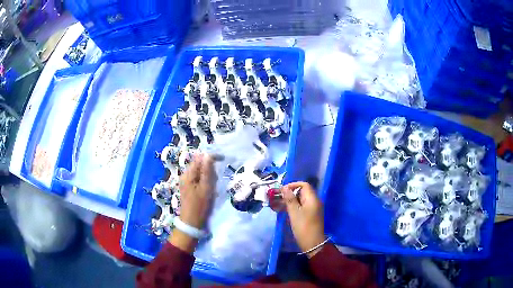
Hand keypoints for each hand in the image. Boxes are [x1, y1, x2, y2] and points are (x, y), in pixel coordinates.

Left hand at [178, 153, 216, 228]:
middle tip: (216, 181)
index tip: (223, 159)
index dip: (211, 157)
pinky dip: (205, 182)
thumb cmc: (200, 206)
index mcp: (188, 174)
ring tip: (213, 187)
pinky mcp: (188, 188)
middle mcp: (185, 175)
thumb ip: (207, 171)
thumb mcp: (206, 188)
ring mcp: (186, 182)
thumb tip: (208, 155)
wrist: (191, 223)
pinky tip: (209, 190)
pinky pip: (198, 179)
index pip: (200, 158)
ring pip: (200, 172)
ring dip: (208, 176)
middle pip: (199, 164)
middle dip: (210, 169)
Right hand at [282, 182, 324, 257]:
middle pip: (303, 191)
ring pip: (301, 199)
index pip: (304, 185)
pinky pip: (302, 206)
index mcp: (312, 199)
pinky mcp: (311, 214)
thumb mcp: (294, 213)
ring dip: (291, 200)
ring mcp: (314, 208)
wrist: (313, 243)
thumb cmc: (303, 227)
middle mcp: (315, 201)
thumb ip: (290, 199)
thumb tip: (285, 188)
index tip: (282, 191)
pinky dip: (294, 206)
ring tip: (279, 204)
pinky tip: (285, 210)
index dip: (293, 185)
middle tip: (279, 198)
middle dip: (290, 193)